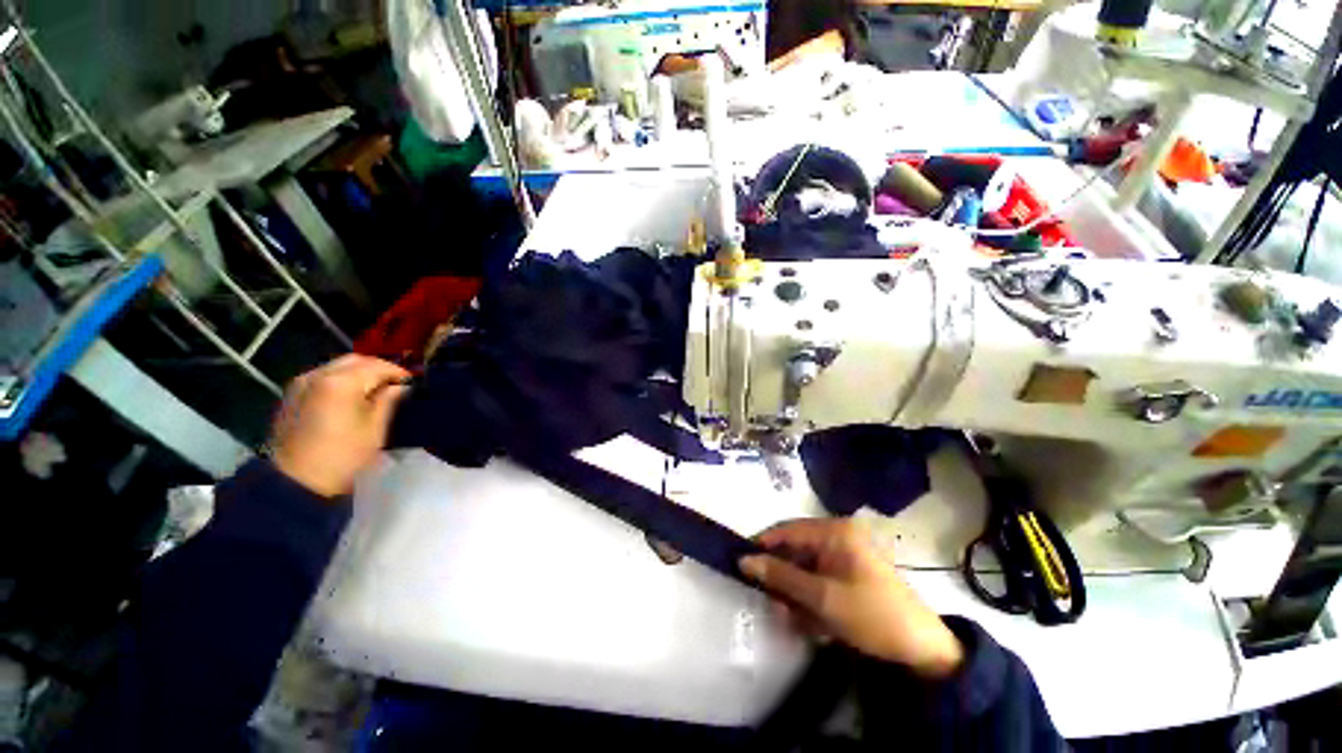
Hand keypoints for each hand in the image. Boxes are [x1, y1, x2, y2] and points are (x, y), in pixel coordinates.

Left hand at [269, 355, 410, 497]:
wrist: (294, 482)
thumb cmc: (342, 456)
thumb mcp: (376, 429)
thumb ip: (390, 400)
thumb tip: (402, 387)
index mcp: (342, 381)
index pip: (378, 366)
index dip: (399, 373)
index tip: (413, 384)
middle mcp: (319, 374)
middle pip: (356, 360)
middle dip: (378, 369)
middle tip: (396, 384)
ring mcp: (301, 383)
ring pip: (337, 366)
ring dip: (359, 373)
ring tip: (375, 390)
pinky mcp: (292, 395)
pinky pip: (323, 376)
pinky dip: (341, 379)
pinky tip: (351, 396)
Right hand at [740, 519, 963, 679]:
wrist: (924, 651)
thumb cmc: (872, 616)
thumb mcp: (822, 598)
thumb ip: (781, 577)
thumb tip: (744, 561)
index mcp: (835, 531)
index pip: (787, 529)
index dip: (763, 545)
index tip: (742, 565)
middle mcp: (838, 536)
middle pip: (795, 550)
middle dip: (782, 578)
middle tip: (772, 603)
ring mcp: (845, 556)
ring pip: (805, 569)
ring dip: (796, 594)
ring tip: (796, 621)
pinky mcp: (849, 575)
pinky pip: (819, 581)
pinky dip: (811, 601)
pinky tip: (814, 624)